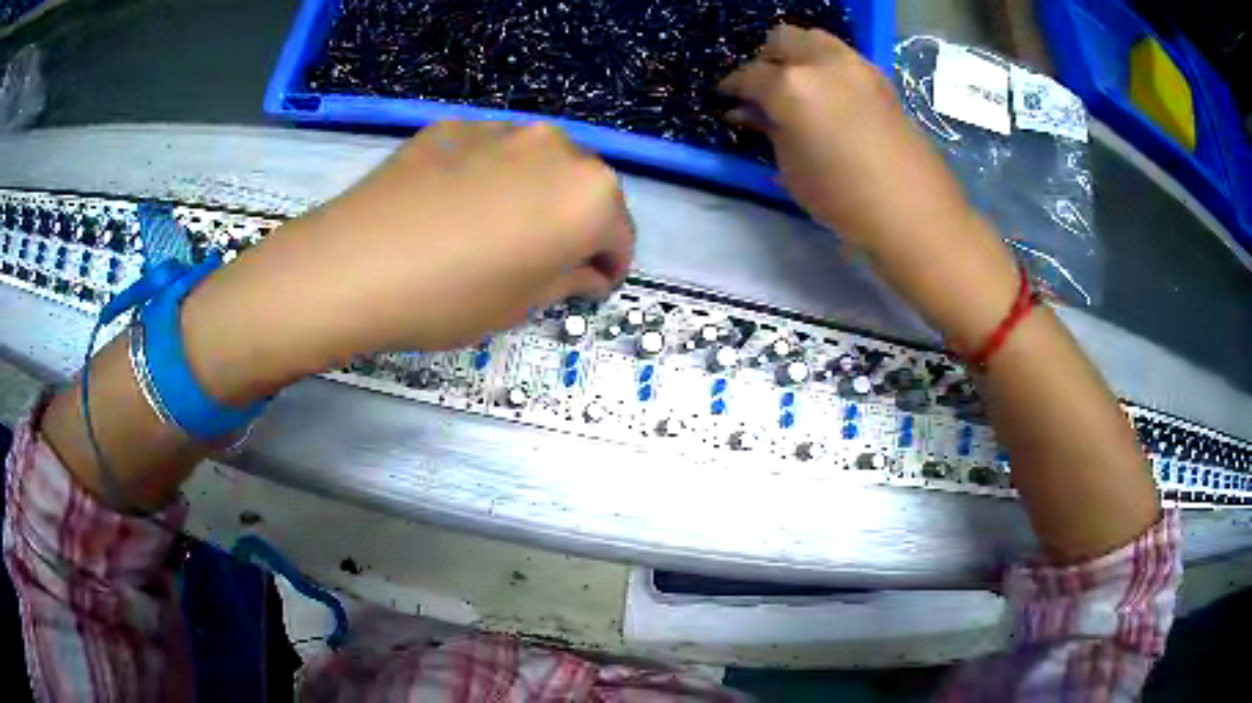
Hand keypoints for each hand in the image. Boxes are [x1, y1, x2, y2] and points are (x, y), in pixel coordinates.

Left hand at [181, 121, 634, 404]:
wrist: (354, 264)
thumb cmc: (450, 297)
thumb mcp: (523, 304)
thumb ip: (571, 279)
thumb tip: (587, 270)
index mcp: (589, 195)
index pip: (620, 234)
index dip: (609, 265)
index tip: (591, 285)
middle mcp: (557, 148)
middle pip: (585, 189)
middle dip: (575, 224)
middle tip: (544, 260)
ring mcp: (503, 130)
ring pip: (539, 166)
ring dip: (534, 195)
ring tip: (495, 230)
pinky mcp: (456, 126)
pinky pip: (493, 154)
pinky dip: (491, 178)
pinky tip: (455, 207)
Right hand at [721, 25, 1020, 351]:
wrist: (913, 212)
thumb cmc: (843, 198)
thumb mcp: (791, 168)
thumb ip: (768, 128)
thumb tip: (748, 111)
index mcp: (791, 85)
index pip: (748, 74)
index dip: (732, 87)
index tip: (726, 98)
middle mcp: (822, 62)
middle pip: (782, 39)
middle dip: (766, 60)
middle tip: (763, 89)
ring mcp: (856, 65)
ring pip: (814, 39)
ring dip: (797, 55)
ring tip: (796, 87)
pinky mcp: (880, 77)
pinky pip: (841, 56)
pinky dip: (825, 65)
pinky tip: (827, 94)